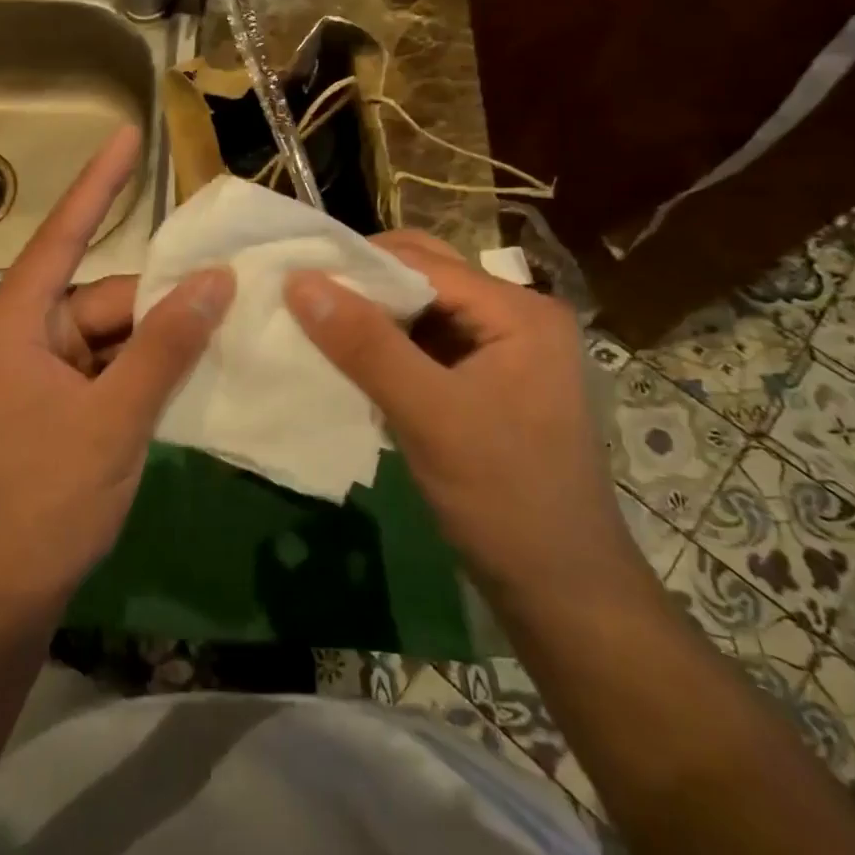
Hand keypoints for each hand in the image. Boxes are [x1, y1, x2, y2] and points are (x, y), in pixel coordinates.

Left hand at [0, 126, 233, 619]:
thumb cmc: (46, 501)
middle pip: (100, 299)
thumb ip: (166, 346)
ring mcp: (34, 375)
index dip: (99, 183)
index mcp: (12, 326)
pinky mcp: (50, 405)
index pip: (62, 237)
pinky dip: (143, 370)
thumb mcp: (115, 418)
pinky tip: (190, 373)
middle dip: (160, 303)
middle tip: (231, 296)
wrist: (2, 595)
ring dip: (158, 341)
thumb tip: (215, 282)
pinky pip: (105, 368)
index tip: (128, 135)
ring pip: (109, 335)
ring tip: (222, 336)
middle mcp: (19, 338)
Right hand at [283, 232, 643, 603]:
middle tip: (300, 297)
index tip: (294, 274)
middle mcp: (513, 318)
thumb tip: (299, 280)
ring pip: (420, 311)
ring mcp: (499, 352)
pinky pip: (423, 346)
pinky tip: (345, 359)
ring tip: (312, 322)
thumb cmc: (505, 497)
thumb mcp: (430, 415)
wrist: (560, 592)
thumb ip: (365, 345)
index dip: (358, 264)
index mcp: (518, 311)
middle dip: (363, 284)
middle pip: (424, 278)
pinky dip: (384, 347)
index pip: (424, 263)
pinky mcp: (482, 384)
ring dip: (370, 316)